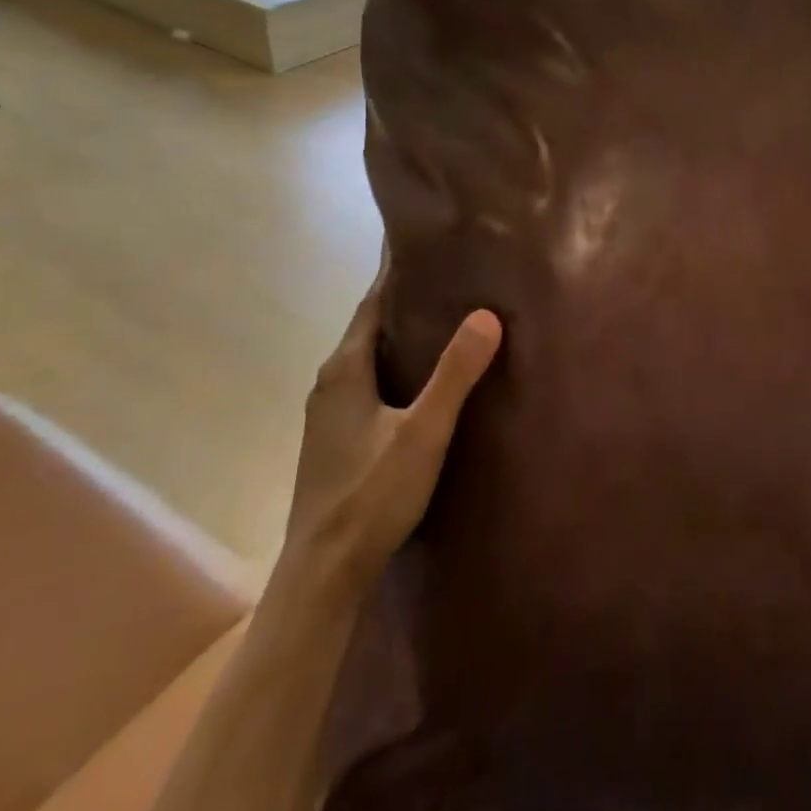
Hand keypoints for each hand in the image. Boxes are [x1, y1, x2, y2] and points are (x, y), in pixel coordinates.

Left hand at [278, 261, 501, 596]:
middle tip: (450, 271)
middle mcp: (331, 382)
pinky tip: (425, 377)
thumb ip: (455, 374)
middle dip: (405, 297)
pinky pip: (371, 381)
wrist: (323, 572)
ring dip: (402, 332)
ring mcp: (330, 413)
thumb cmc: (370, 496)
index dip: (396, 269)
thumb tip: (486, 315)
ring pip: (371, 356)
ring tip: (446, 315)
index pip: (373, 301)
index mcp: (345, 369)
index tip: (422, 238)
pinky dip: (397, 363)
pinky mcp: (338, 438)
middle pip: (371, 325)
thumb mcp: (422, 432)